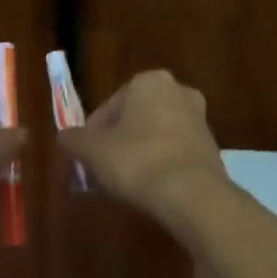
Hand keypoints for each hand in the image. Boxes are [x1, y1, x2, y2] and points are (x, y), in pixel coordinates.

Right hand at [60, 70, 228, 223]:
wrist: (192, 195)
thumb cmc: (136, 160)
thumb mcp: (92, 151)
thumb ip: (74, 140)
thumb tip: (65, 137)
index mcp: (149, 82)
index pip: (108, 106)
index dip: (92, 134)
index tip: (86, 157)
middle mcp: (178, 91)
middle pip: (133, 119)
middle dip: (116, 142)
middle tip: (102, 169)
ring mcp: (199, 119)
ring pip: (155, 135)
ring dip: (138, 153)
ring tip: (123, 183)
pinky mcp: (211, 147)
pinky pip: (174, 152)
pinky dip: (159, 165)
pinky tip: (149, 188)